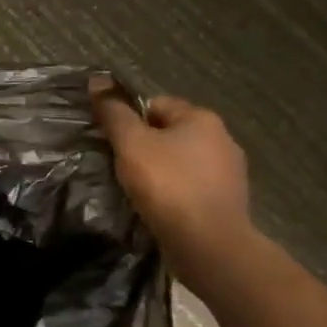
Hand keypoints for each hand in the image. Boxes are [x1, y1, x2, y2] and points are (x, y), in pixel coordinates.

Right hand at [92, 83, 258, 270]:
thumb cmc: (168, 186)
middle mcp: (222, 140)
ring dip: (161, 173)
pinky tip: (160, 210)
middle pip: (170, 133)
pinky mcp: (228, 203)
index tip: (114, 144)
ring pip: (182, 163)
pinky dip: (175, 195)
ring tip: (138, 192)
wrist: (209, 246)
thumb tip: (97, 80)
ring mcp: (229, 174)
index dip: (130, 120)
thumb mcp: (132, 144)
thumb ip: (114, 112)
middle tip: (121, 168)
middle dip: (145, 147)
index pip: (156, 104)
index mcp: (202, 118)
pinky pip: (192, 189)